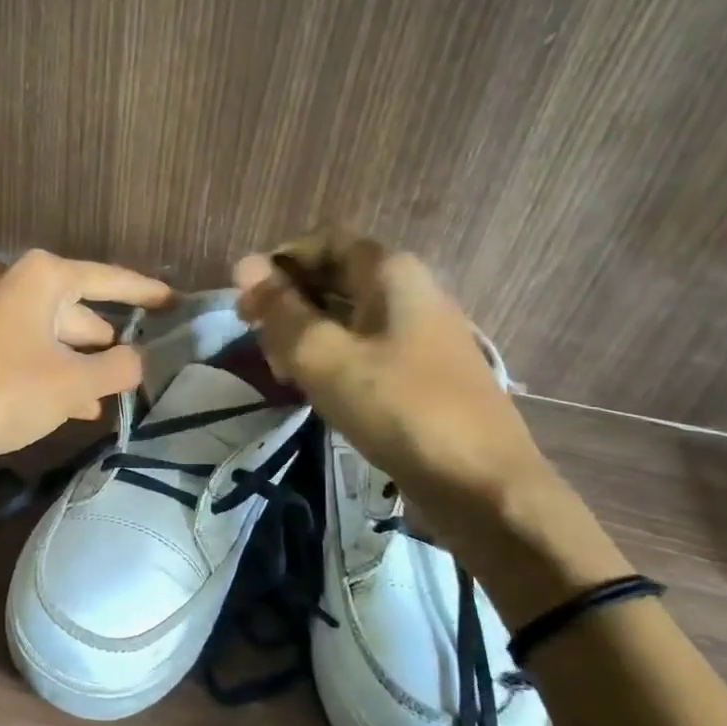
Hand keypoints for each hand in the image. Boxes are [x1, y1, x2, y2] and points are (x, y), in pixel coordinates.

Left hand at [0, 251, 171, 548]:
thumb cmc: (5, 393)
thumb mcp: (75, 383)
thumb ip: (119, 366)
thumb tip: (138, 358)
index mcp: (38, 276)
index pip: (105, 279)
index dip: (143, 292)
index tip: (172, 300)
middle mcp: (6, 281)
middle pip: (72, 308)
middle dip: (102, 340)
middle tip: (134, 361)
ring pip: (44, 333)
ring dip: (74, 363)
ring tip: (104, 396)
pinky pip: (18, 349)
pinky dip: (45, 370)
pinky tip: (68, 405)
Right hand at [232, 232, 541, 501]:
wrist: (482, 483)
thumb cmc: (398, 407)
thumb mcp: (323, 357)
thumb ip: (280, 310)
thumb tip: (244, 264)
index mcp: (390, 272)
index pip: (323, 242)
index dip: (279, 264)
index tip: (248, 303)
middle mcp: (410, 290)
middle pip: (333, 277)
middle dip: (289, 303)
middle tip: (260, 344)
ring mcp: (420, 331)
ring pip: (346, 316)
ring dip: (306, 335)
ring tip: (283, 373)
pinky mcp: (422, 369)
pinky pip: (365, 346)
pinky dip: (333, 358)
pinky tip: (317, 390)